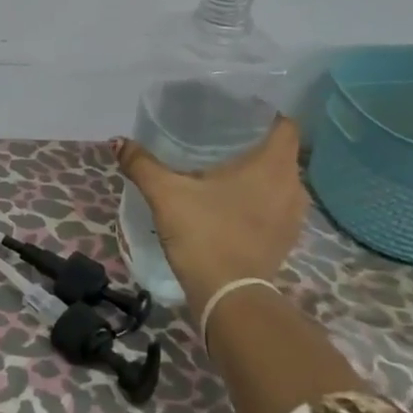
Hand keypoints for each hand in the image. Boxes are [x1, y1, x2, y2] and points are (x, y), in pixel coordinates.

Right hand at [116, 116, 309, 313]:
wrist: (229, 296)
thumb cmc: (205, 234)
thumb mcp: (166, 194)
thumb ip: (142, 164)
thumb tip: (118, 142)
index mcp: (273, 164)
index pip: (284, 125)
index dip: (263, 115)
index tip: (236, 115)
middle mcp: (293, 185)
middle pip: (280, 152)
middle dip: (254, 145)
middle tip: (219, 141)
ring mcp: (294, 216)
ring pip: (279, 181)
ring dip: (258, 176)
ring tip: (224, 173)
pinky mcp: (287, 240)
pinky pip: (276, 207)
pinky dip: (260, 201)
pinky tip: (231, 206)